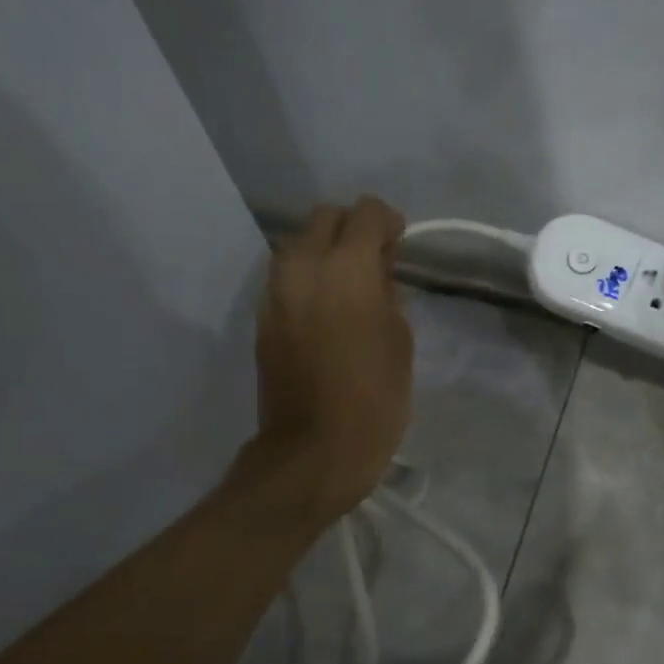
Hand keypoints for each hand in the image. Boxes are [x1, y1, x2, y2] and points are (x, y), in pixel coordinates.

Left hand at [249, 197, 412, 525]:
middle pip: (325, 217)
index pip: (365, 213)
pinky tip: (328, 308)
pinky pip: (288, 277)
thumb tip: (377, 276)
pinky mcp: (263, 317)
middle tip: (377, 262)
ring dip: (327, 251)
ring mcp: (276, 292)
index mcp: (345, 269)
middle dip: (353, 228)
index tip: (400, 244)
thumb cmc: (374, 400)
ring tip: (352, 286)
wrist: (313, 451)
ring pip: (300, 244)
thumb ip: (389, 294)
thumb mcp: (400, 342)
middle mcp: (302, 267)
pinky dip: (309, 278)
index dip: (388, 221)